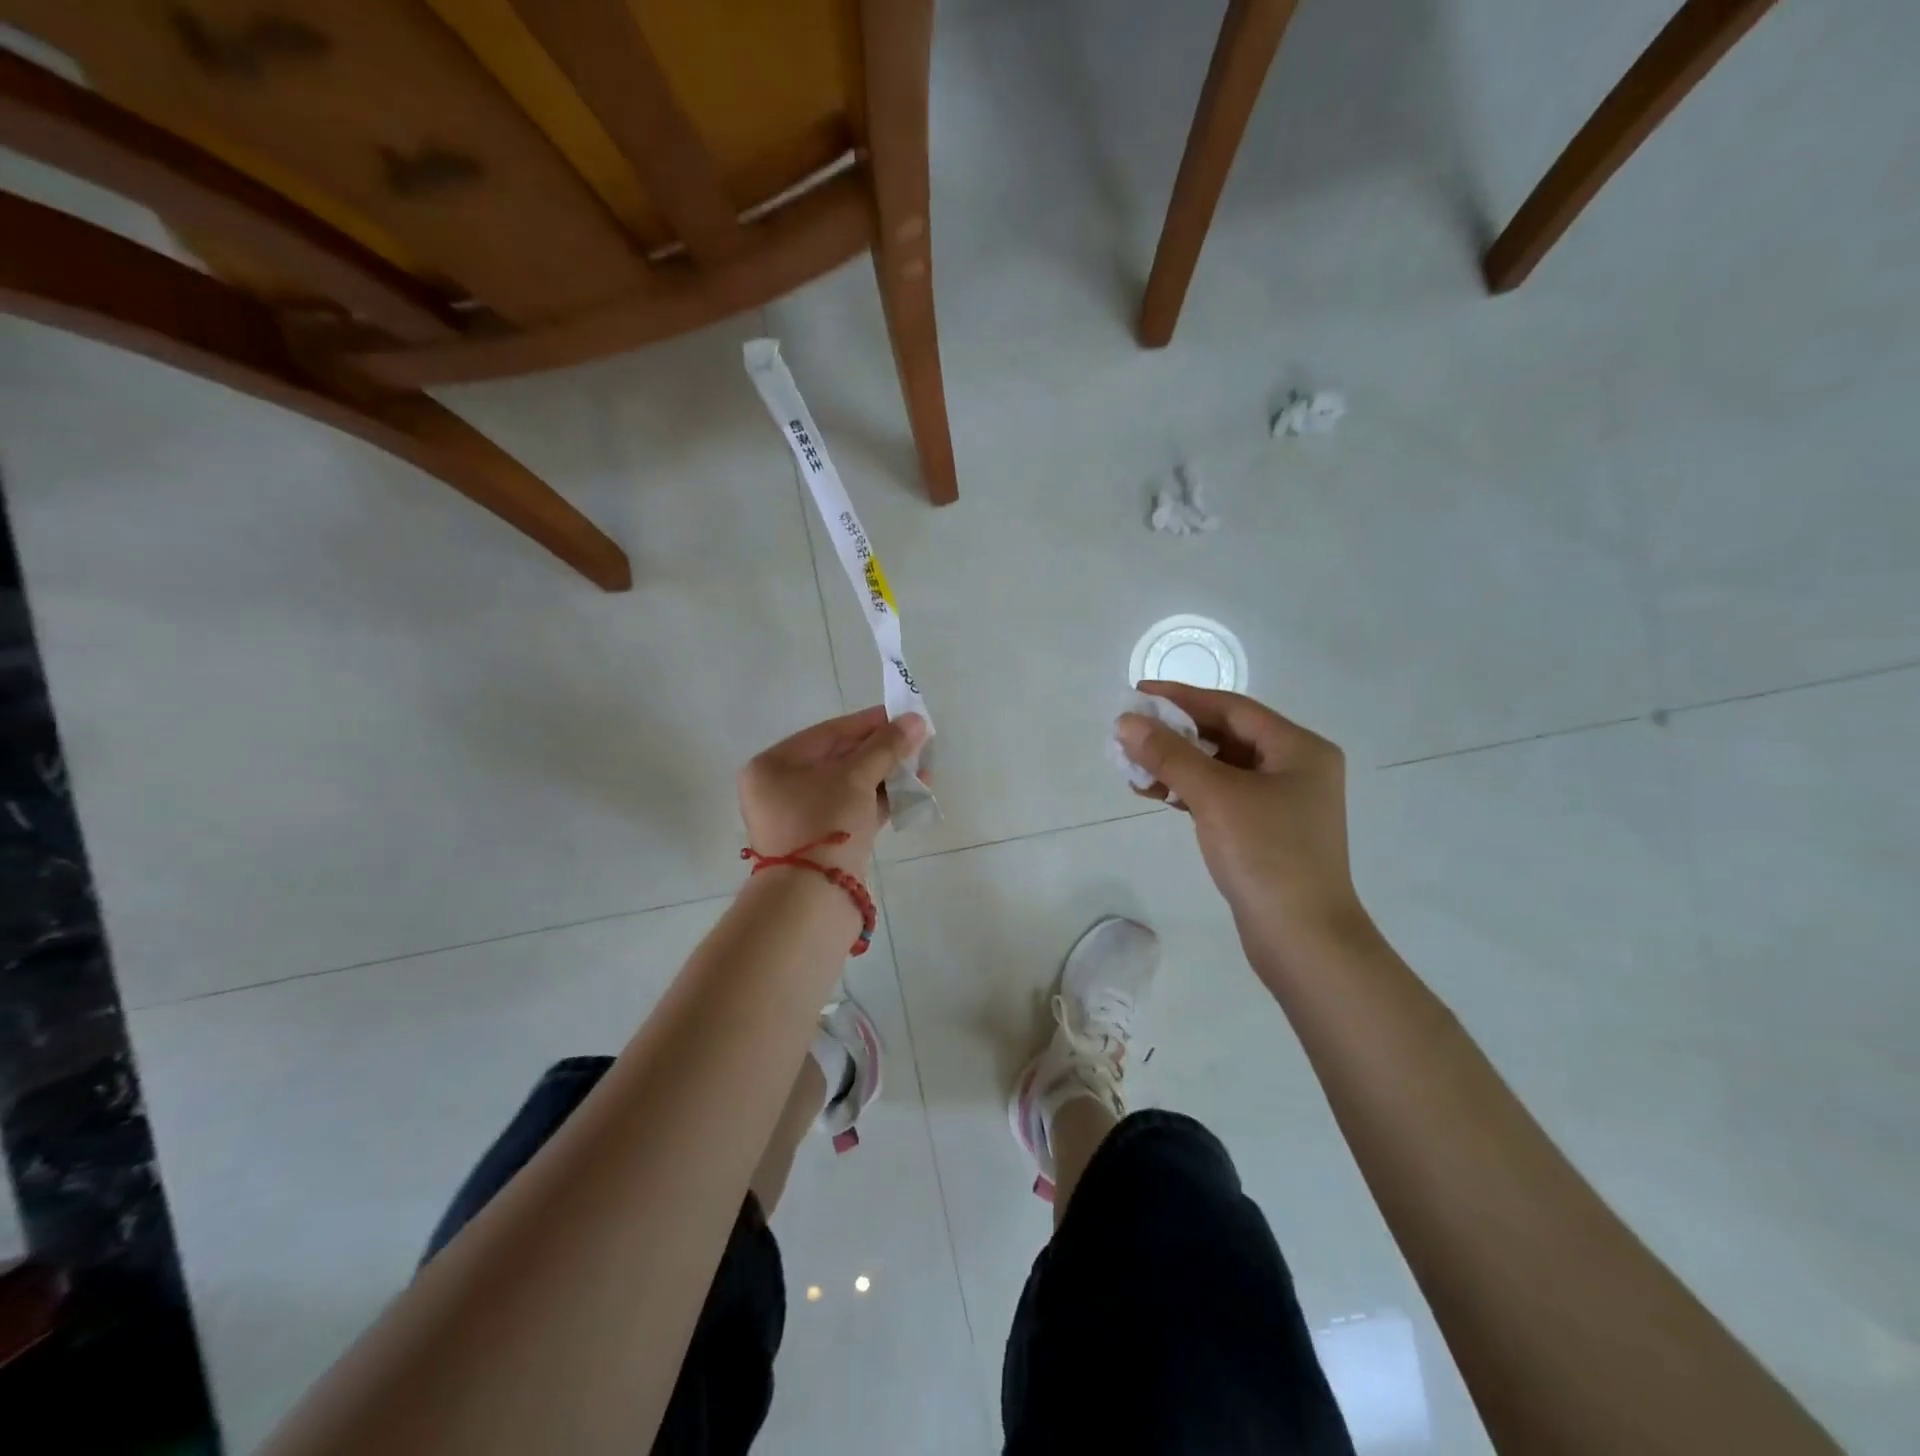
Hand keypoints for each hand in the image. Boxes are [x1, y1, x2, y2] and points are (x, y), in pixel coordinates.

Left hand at [738, 707, 927, 874]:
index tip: (904, 716)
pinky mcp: (822, 843)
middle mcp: (781, 790)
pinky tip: (913, 792)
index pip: (828, 733)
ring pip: (850, 787)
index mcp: (773, 766)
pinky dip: (880, 801)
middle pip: (840, 759)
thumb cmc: (824, 823)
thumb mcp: (856, 777)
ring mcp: (801, 819)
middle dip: (883, 751)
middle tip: (919, 742)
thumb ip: (886, 746)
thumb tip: (916, 721)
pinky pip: (853, 811)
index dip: (870, 723)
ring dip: (887, 776)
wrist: (812, 899)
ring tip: (924, 768)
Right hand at [1116, 682, 1369, 971]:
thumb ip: (1169, 755)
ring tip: (1134, 767)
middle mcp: (1295, 768)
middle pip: (1225, 736)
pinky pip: (1221, 796)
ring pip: (1220, 769)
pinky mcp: (1265, 832)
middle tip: (1130, 732)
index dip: (1182, 698)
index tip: (1139, 694)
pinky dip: (1189, 791)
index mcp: (1298, 749)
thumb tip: (1126, 722)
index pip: (1232, 708)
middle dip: (1176, 734)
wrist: (1303, 940)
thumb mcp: (1215, 796)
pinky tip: (1157, 795)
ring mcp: (1281, 803)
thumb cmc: (1267, 856)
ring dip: (1177, 764)